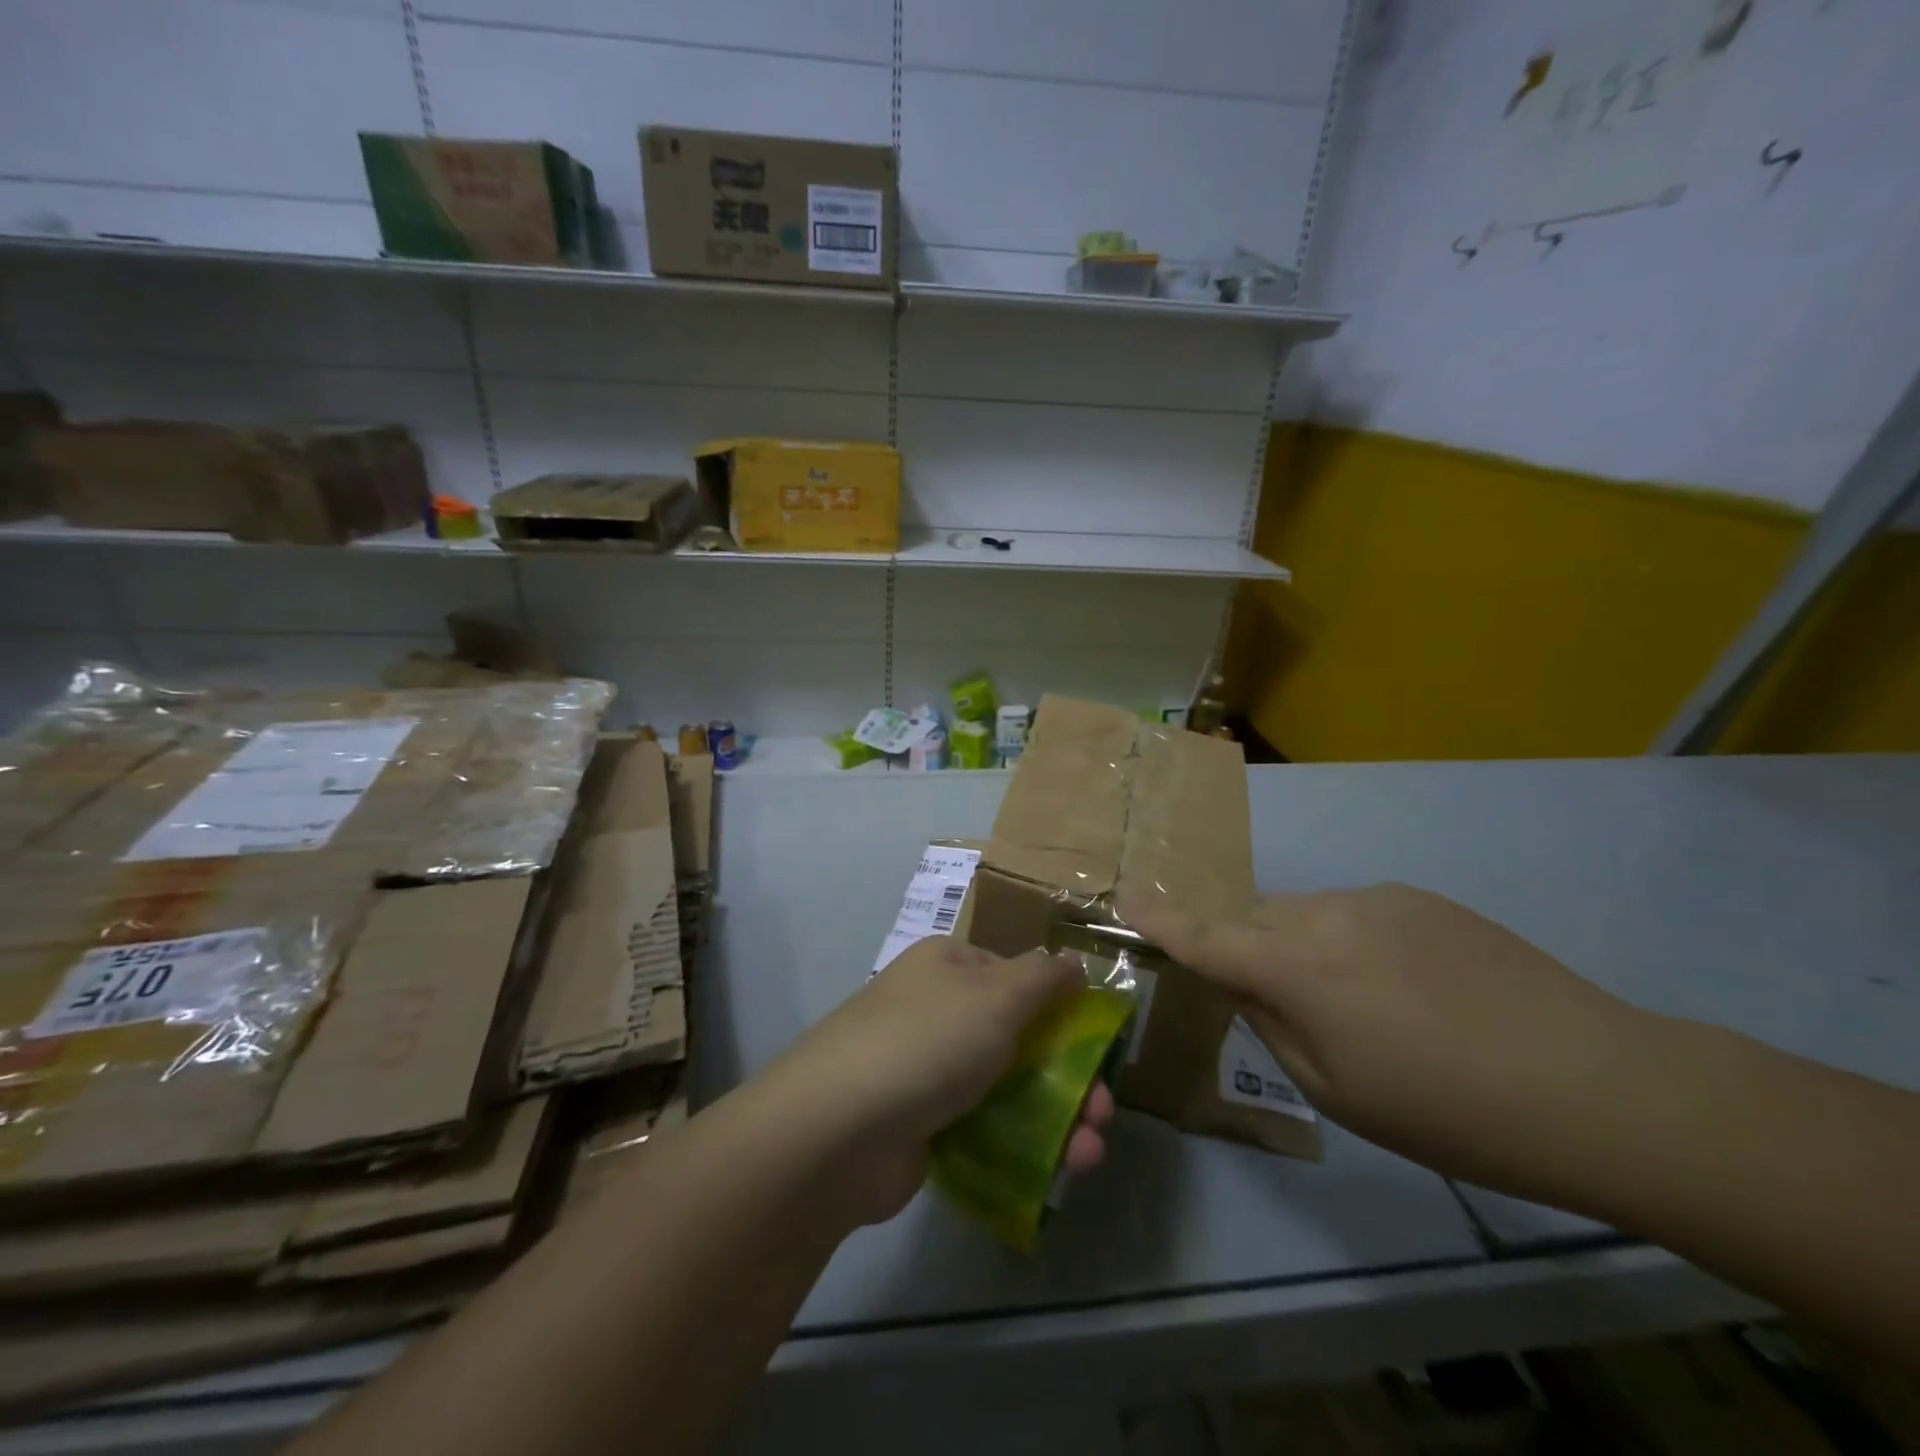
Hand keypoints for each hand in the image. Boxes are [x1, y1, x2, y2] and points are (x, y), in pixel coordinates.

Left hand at [756, 938, 1115, 1226]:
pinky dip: (1021, 1145)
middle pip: (1020, 1036)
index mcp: (950, 966)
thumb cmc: (928, 1042)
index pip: (1018, 976)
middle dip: (1069, 1074)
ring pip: (1007, 1086)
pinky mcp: (922, 1123)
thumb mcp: (998, 996)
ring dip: (1056, 1117)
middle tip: (1104, 1113)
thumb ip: (1044, 978)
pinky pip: (983, 1126)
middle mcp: (938, 1009)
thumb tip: (1073, 961)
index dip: (1061, 1008)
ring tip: (1088, 1155)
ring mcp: (928, 1068)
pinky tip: (1055, 1170)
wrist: (838, 1129)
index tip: (1097, 1046)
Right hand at [1124, 884, 1648, 1188]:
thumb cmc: (1449, 1110)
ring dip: (1305, 948)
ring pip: (1305, 914)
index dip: (1160, 921)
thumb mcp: (1336, 1090)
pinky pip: (1356, 913)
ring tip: (1365, 1007)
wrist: (1598, 1084)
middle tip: (1280, 1003)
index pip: (1205, 937)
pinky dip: (1353, 943)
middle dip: (1248, 949)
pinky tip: (1412, 991)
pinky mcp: (1422, 899)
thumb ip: (1272, 1025)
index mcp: (1297, 967)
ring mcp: (1377, 898)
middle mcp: (1325, 913)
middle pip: (1255, 920)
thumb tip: (1246, 986)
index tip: (1125, 901)